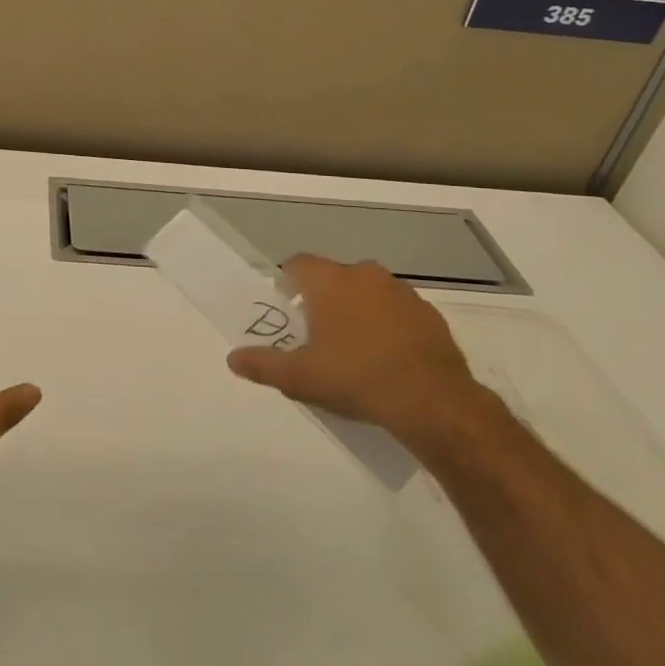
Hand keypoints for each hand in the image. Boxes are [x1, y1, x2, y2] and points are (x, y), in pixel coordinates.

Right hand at [226, 257, 483, 441]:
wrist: (432, 401)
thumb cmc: (355, 378)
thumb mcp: (299, 378)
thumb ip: (263, 364)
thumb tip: (232, 359)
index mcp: (330, 281)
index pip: (298, 264)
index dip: (287, 283)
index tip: (287, 309)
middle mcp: (365, 275)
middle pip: (333, 277)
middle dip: (322, 298)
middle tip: (316, 333)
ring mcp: (401, 292)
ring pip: (367, 292)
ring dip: (357, 309)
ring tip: (353, 347)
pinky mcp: (429, 314)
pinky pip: (397, 311)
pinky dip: (387, 325)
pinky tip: (386, 357)